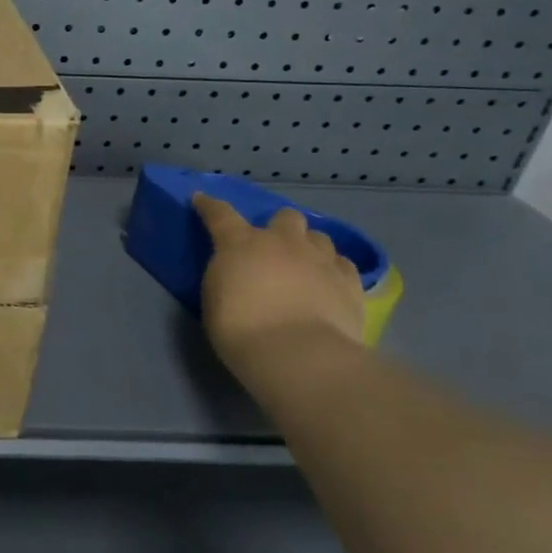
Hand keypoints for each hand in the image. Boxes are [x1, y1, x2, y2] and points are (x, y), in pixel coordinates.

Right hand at [192, 193, 365, 368]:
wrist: (297, 354)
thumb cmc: (241, 329)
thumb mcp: (215, 298)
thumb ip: (226, 276)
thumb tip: (237, 272)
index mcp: (241, 244)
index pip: (220, 214)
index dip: (209, 205)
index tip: (201, 199)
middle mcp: (283, 242)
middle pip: (286, 216)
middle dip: (280, 227)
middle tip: (273, 248)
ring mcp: (321, 260)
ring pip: (319, 237)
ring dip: (309, 247)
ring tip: (304, 267)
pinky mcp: (350, 283)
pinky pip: (343, 264)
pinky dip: (333, 270)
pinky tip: (328, 284)